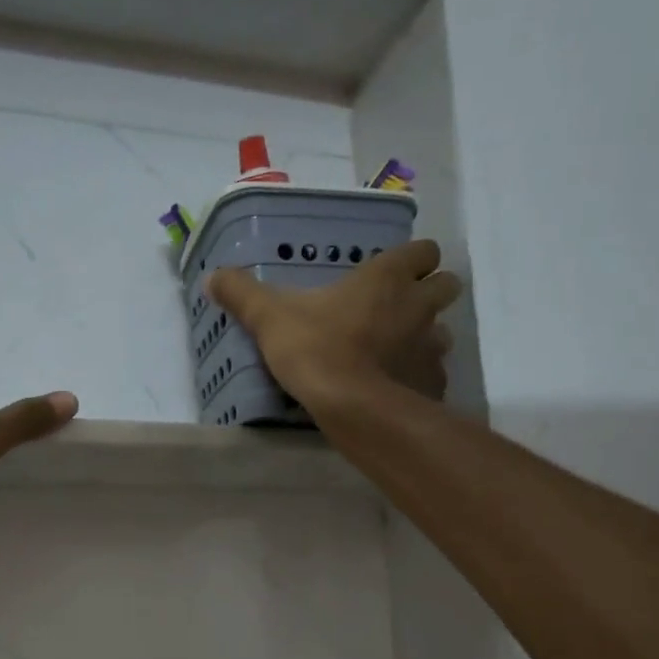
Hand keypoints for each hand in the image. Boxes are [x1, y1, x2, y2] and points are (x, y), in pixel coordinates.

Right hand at [206, 240, 462, 408]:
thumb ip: (242, 294)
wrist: (352, 408)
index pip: (423, 250)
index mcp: (387, 278)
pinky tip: (396, 388)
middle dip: (429, 292)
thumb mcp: (269, 318)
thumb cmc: (316, 350)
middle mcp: (418, 305)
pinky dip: (419, 376)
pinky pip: (433, 373)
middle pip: (447, 285)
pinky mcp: (432, 383)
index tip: (391, 272)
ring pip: (443, 331)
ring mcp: (431, 346)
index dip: (412, 259)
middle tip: (398, 308)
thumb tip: (211, 277)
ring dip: (426, 335)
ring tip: (396, 350)